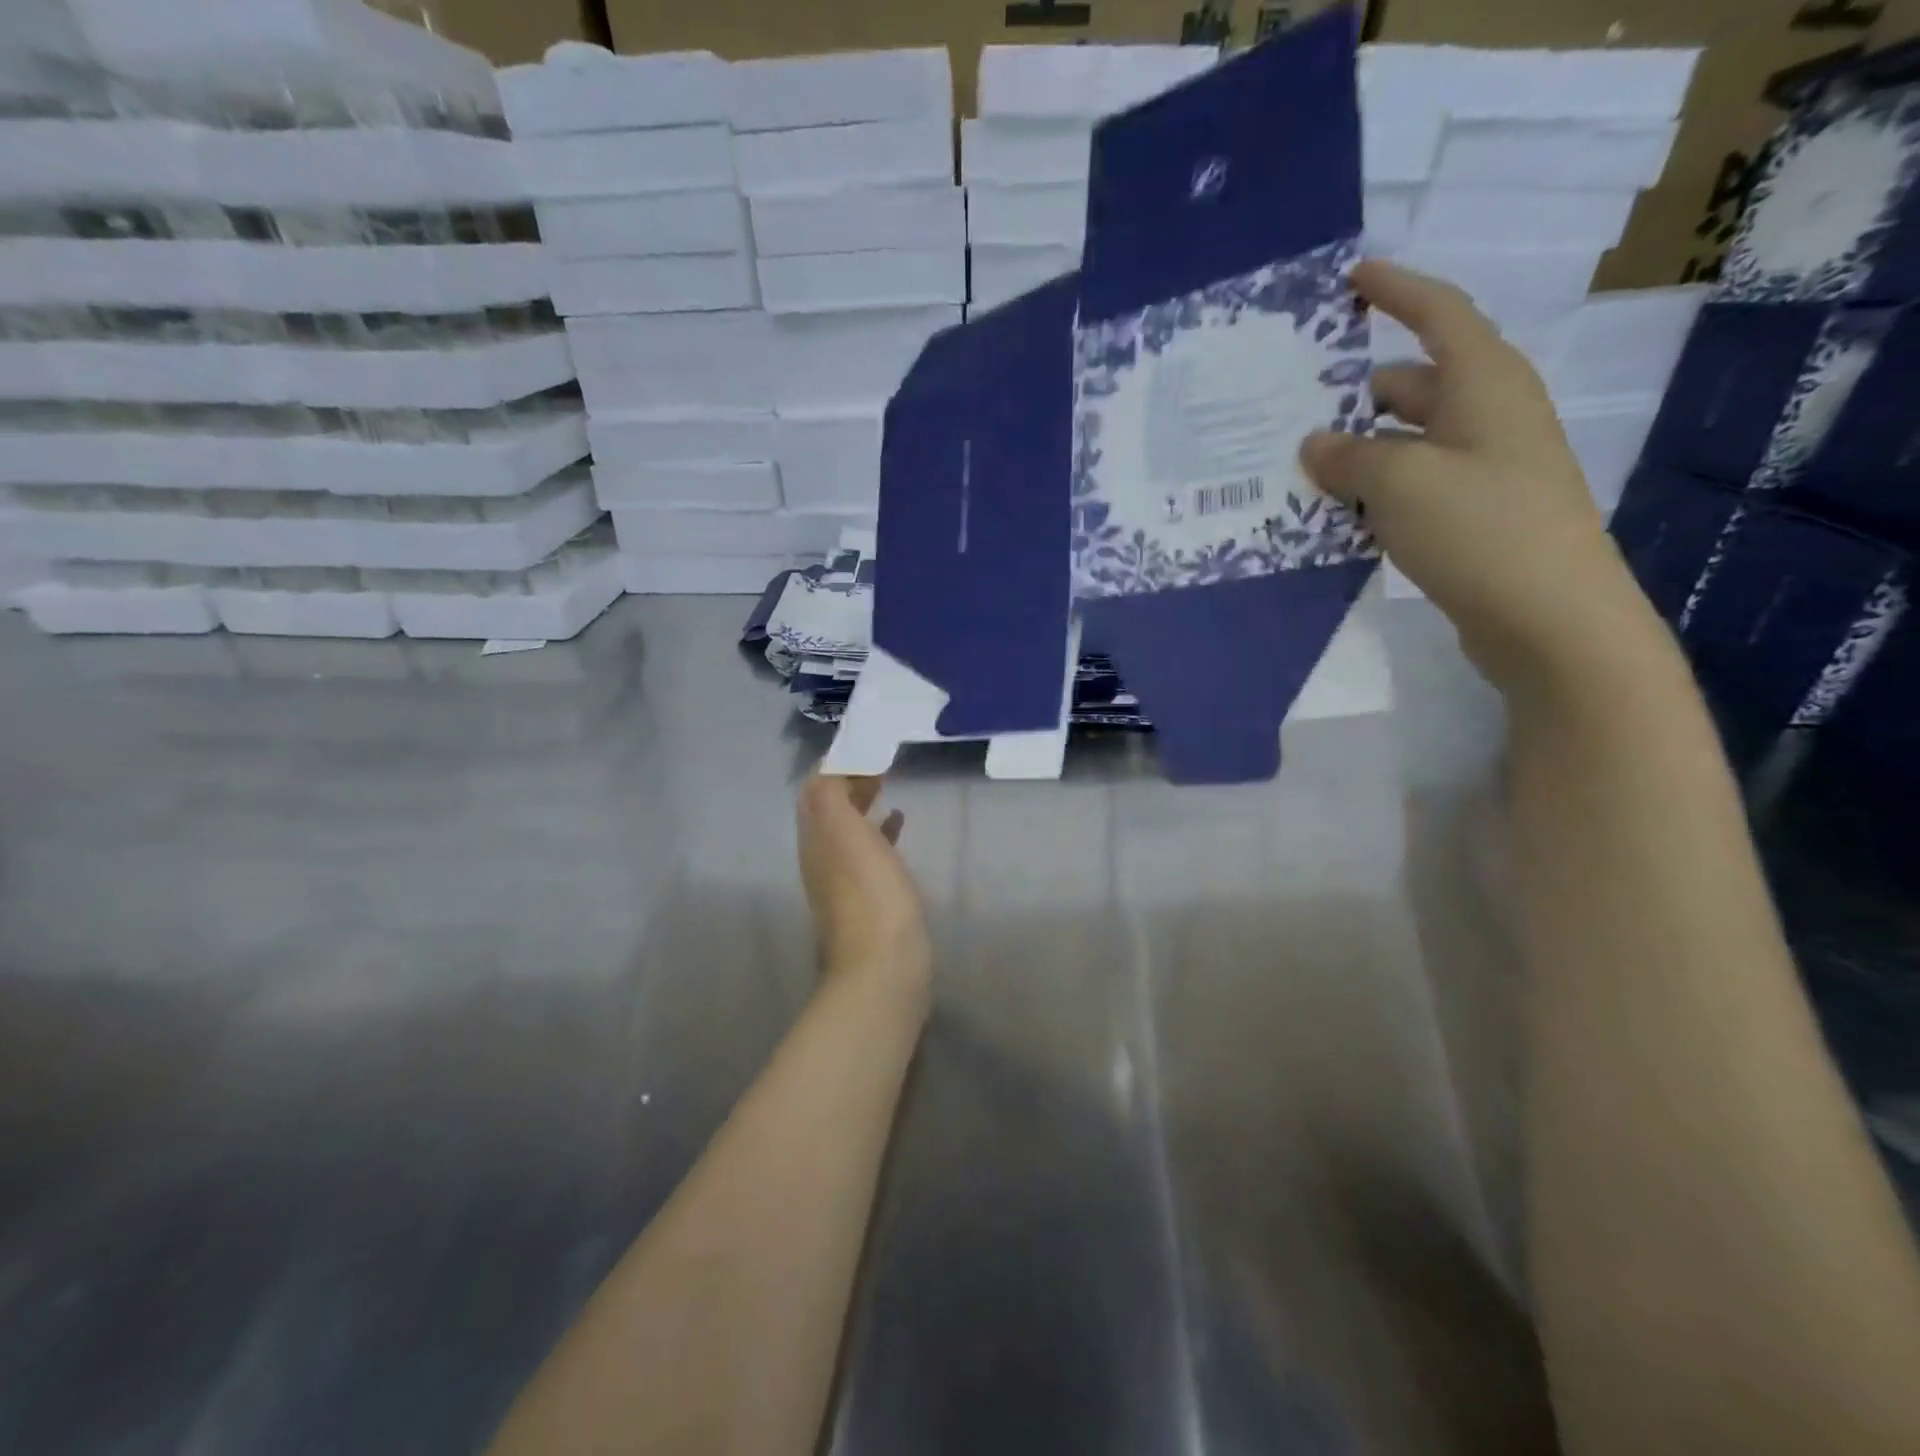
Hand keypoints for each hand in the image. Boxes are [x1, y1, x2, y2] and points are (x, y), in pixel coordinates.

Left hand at [796, 775, 931, 1005]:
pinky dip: (878, 831)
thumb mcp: (845, 835)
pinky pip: (867, 852)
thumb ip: (830, 797)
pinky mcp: (868, 899)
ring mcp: (843, 881)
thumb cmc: (870, 896)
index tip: (865, 745)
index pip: (814, 790)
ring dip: (861, 804)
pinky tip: (898, 825)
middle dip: (847, 781)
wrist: (883, 970)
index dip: (835, 764)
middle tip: (879, 762)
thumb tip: (827, 766)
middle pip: (826, 809)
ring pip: (846, 829)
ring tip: (888, 785)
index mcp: (815, 839)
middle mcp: (821, 857)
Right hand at [1300, 259, 1657, 692]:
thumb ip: (1348, 457)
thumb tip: (1313, 443)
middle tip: (1291, 407)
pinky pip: (1411, 485)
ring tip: (1296, 468)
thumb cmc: (1480, 529)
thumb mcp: (1399, 483)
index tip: (1351, 277)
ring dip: (1357, 451)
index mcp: (1483, 383)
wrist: (1549, 617)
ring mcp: (1484, 468)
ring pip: (1406, 441)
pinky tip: (1332, 514)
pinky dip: (1372, 490)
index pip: (1438, 314)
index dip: (1395, 290)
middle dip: (1354, 393)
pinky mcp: (1473, 514)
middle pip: (1413, 384)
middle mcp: (1488, 416)